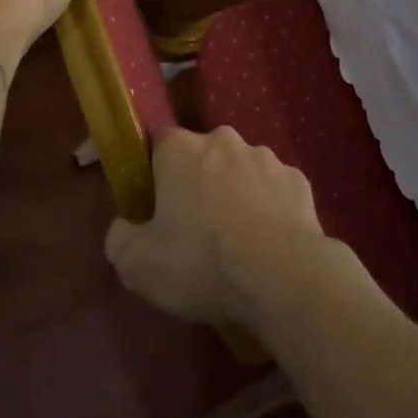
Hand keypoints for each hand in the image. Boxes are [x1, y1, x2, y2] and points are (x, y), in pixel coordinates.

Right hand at [105, 125, 332, 328]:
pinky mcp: (298, 180)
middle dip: (197, 183)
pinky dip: (269, 210)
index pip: (158, 143)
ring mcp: (266, 157)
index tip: (155, 206)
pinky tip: (268, 244)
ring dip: (235, 194)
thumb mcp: (137, 265)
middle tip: (194, 229)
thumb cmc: (201, 262)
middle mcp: (223, 140)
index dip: (154, 172)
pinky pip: (274, 191)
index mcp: (180, 149)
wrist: (282, 277)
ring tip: (237, 241)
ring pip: (240, 171)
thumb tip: (123, 228)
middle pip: (202, 156)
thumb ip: (120, 239)